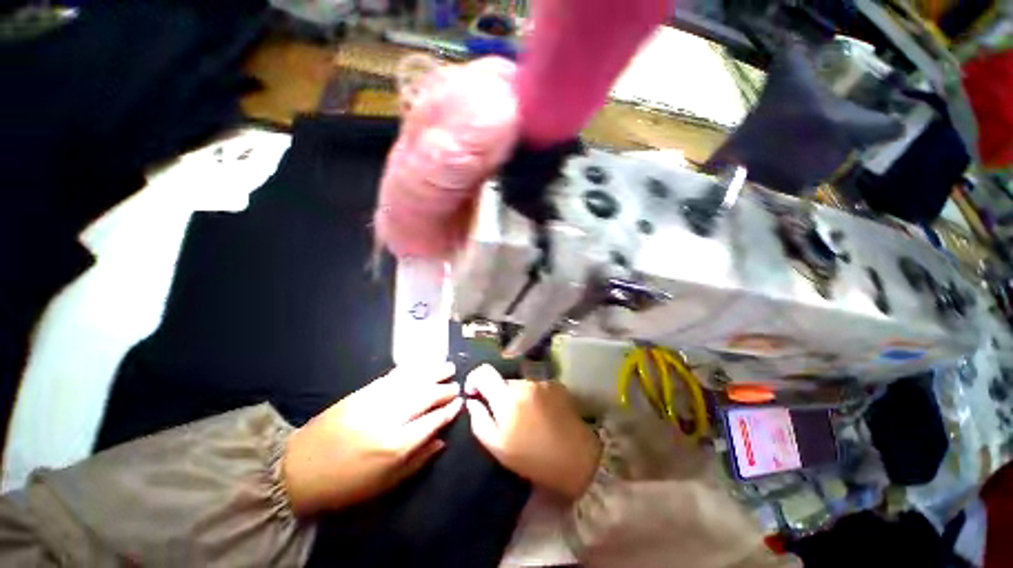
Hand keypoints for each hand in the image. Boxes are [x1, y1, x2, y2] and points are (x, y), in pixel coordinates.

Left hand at [283, 363, 461, 515]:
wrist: (299, 470)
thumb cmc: (346, 485)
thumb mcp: (386, 485)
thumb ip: (418, 461)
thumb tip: (442, 440)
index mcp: (396, 445)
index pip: (433, 420)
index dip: (449, 410)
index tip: (460, 403)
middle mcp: (389, 418)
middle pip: (425, 396)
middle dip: (444, 389)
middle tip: (456, 385)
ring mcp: (375, 401)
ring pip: (412, 381)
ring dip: (433, 372)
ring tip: (448, 367)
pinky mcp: (362, 392)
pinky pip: (393, 377)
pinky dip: (411, 370)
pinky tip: (421, 366)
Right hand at [464, 365, 600, 500]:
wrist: (578, 459)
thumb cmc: (533, 459)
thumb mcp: (498, 448)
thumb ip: (479, 421)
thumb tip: (472, 401)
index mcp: (507, 398)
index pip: (484, 372)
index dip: (474, 379)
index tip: (474, 394)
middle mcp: (524, 383)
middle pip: (502, 381)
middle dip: (498, 395)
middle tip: (505, 418)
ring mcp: (542, 382)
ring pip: (519, 384)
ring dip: (517, 397)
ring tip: (526, 420)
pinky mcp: (556, 385)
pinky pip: (535, 387)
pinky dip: (532, 397)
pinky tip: (541, 415)